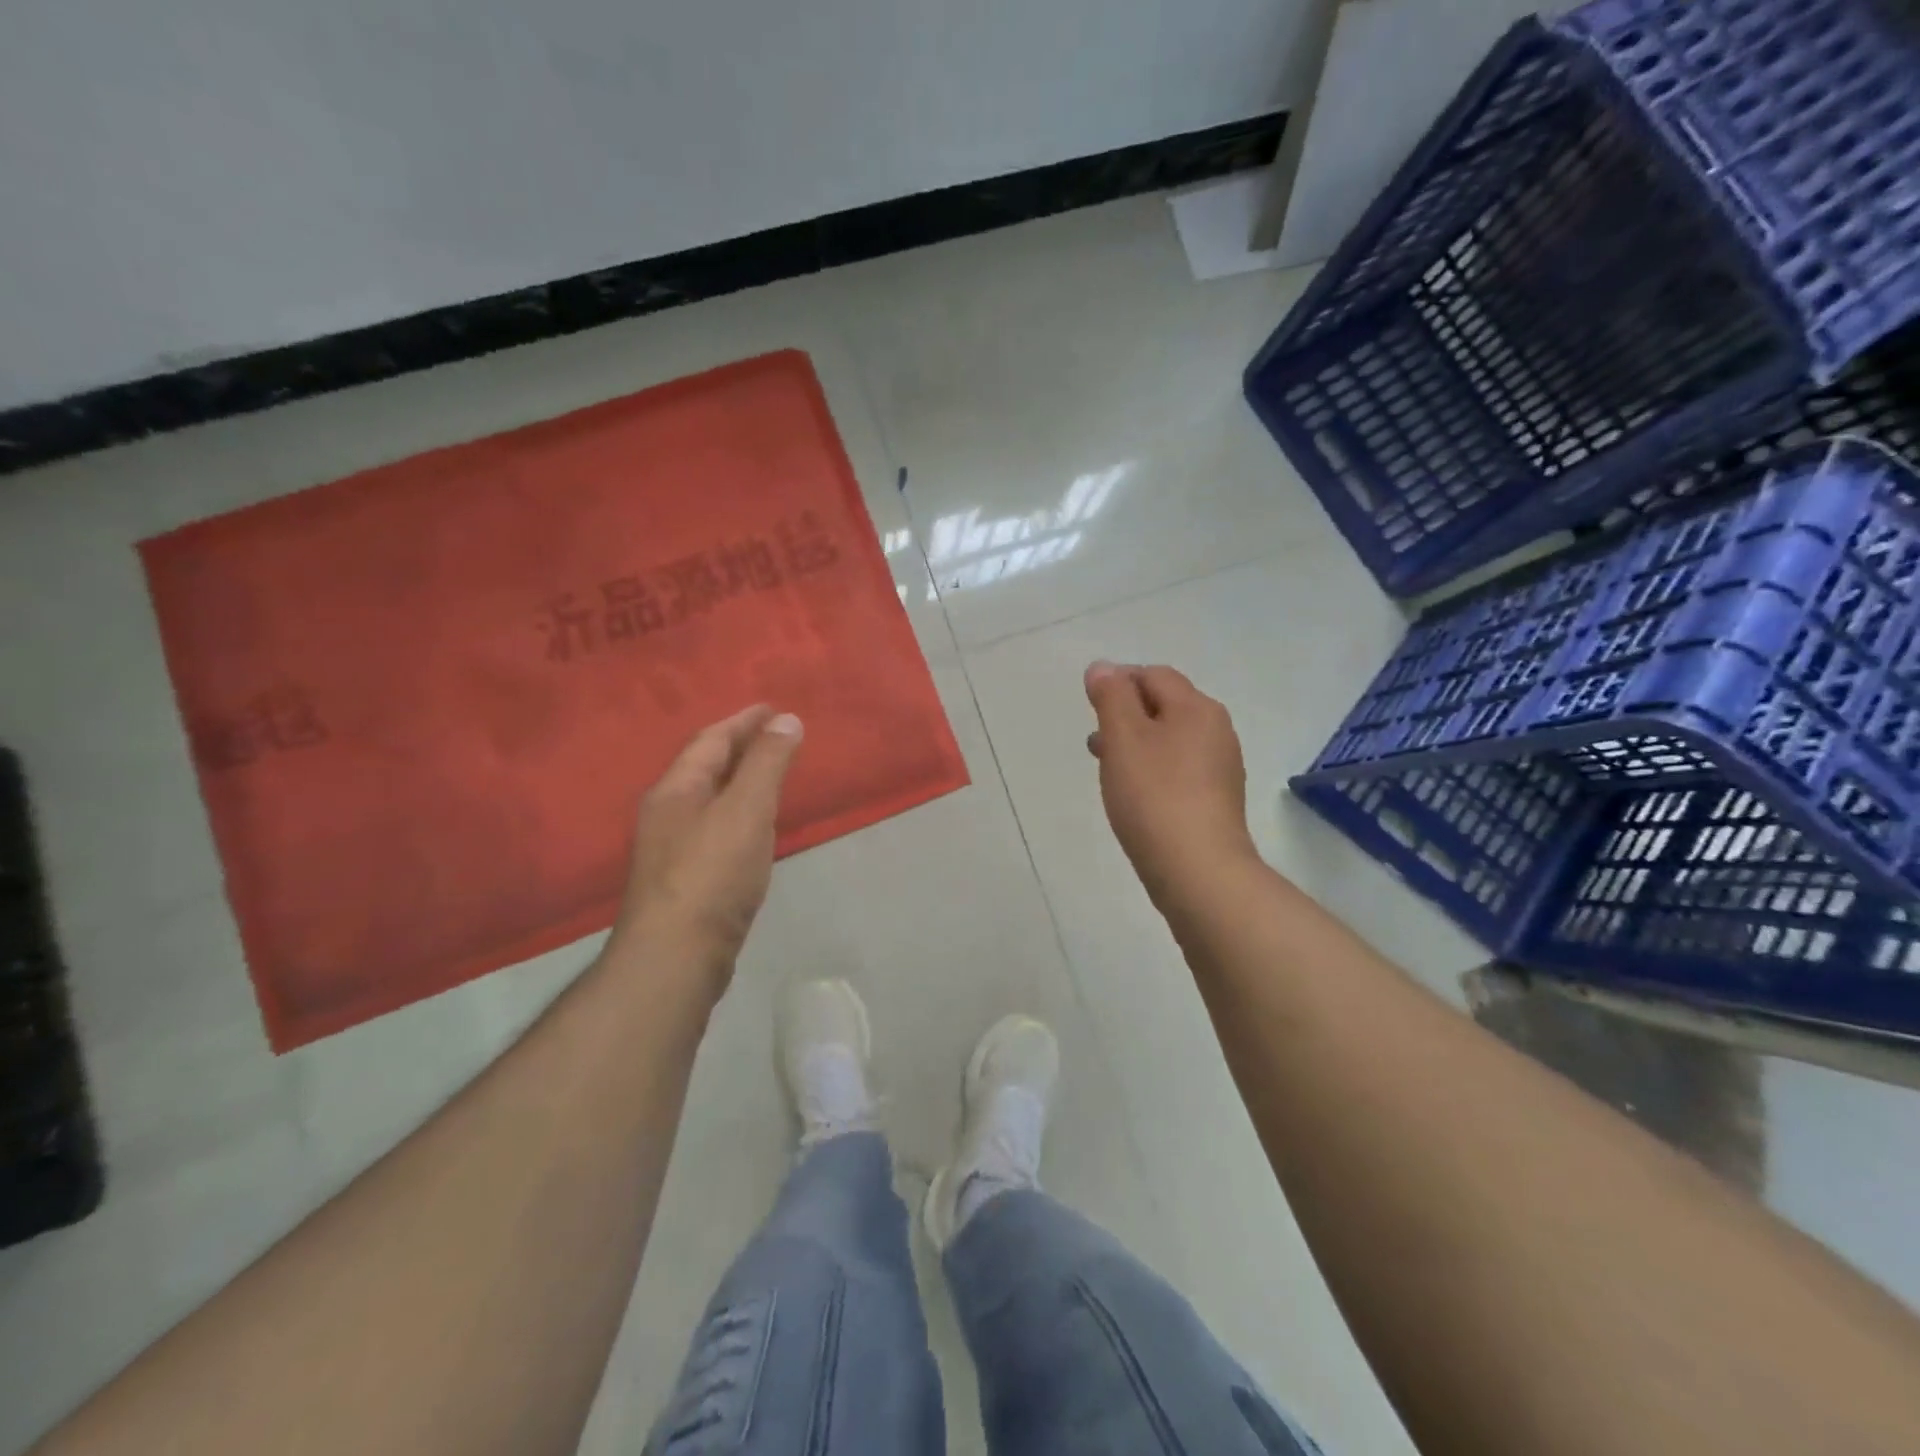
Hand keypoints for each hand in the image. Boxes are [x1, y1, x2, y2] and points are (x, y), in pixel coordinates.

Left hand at [609, 704, 803, 997]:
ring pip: (710, 800)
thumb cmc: (712, 874)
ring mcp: (673, 849)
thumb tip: (786, 719)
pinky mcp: (686, 880)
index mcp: (676, 790)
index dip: (743, 721)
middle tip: (776, 736)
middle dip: (740, 747)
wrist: (676, 956)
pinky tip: (755, 827)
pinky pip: (716, 828)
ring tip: (770, 774)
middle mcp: (667, 813)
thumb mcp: (746, 809)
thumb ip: (767, 763)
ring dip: (739, 780)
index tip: (772, 708)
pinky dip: (740, 813)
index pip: (710, 740)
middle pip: (705, 767)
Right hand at [1085, 662, 1258, 908]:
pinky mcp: (1215, 801)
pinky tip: (1133, 794)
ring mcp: (1220, 768)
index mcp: (1197, 708)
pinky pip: (1178, 770)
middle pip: (1165, 706)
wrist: (1198, 870)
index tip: (1089, 704)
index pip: (1154, 676)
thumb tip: (1103, 668)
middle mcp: (1216, 731)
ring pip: (1170, 740)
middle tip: (1095, 738)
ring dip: (1136, 744)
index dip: (1119, 681)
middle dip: (1126, 714)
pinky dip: (1152, 770)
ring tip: (1106, 766)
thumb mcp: (1124, 738)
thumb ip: (1111, 697)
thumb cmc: (1155, 796)